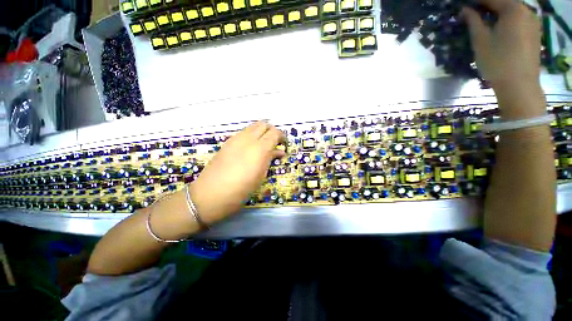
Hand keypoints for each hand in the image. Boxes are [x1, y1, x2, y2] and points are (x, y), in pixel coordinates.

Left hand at [188, 121, 284, 223]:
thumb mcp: (260, 176)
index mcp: (259, 149)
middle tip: (275, 142)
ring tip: (264, 145)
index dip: (281, 136)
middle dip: (272, 131)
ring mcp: (235, 139)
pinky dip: (251, 135)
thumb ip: (270, 159)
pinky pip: (243, 132)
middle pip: (263, 125)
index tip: (283, 144)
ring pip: (252, 126)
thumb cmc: (241, 190)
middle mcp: (248, 139)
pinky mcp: (227, 142)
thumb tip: (279, 152)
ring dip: (261, 132)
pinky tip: (251, 147)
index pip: (274, 133)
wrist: (210, 194)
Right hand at [462, 0, 544, 117]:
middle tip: (471, 13)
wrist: (519, 85)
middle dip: (486, 6)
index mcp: (513, 8)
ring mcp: (532, 22)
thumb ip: (473, 21)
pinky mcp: (534, 32)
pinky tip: (497, 27)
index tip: (463, 5)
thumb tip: (464, 10)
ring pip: (511, 11)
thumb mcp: (480, 40)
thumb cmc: (497, 61)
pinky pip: (518, 19)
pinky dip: (506, 19)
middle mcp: (526, 10)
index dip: (475, 1)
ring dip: (496, 13)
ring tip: (483, 20)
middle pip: (503, 3)